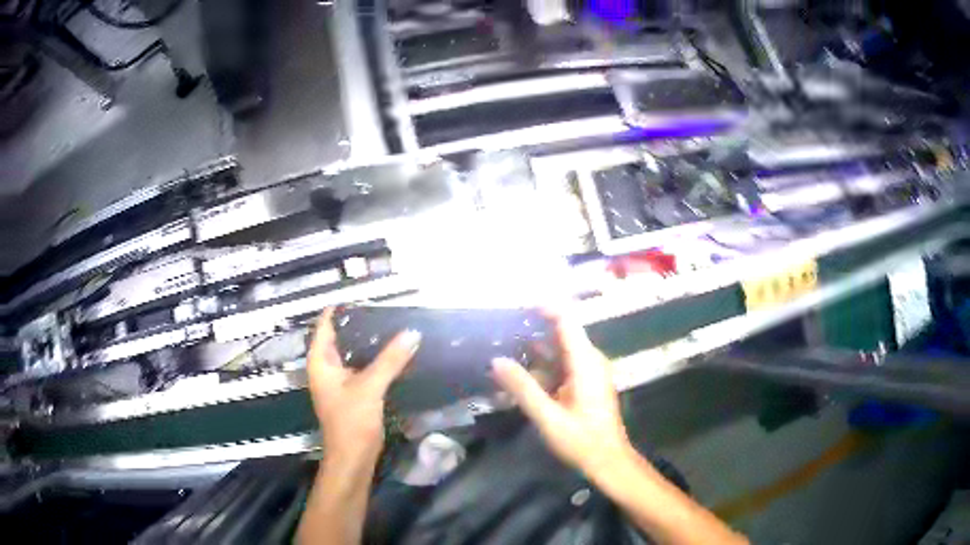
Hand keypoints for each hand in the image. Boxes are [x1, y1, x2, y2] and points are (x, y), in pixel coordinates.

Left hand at [307, 308, 421, 463]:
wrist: (353, 458)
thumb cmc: (351, 421)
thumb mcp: (370, 387)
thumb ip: (390, 359)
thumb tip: (413, 332)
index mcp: (320, 361)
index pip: (326, 324)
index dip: (342, 308)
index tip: (366, 295)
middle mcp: (327, 367)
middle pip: (341, 336)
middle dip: (361, 323)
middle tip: (388, 309)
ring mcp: (340, 380)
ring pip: (354, 353)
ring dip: (371, 342)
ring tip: (395, 325)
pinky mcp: (354, 392)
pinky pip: (363, 367)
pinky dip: (376, 358)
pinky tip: (395, 352)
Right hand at [491, 308, 633, 476]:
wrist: (608, 461)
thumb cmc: (582, 440)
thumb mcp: (548, 416)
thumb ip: (523, 388)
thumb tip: (496, 360)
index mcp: (585, 362)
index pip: (566, 319)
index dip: (543, 306)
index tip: (515, 304)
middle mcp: (590, 360)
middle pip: (562, 331)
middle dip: (533, 326)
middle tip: (501, 326)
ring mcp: (589, 372)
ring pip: (560, 349)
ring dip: (535, 347)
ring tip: (503, 345)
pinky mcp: (585, 384)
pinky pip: (562, 365)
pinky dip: (542, 365)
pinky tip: (520, 372)